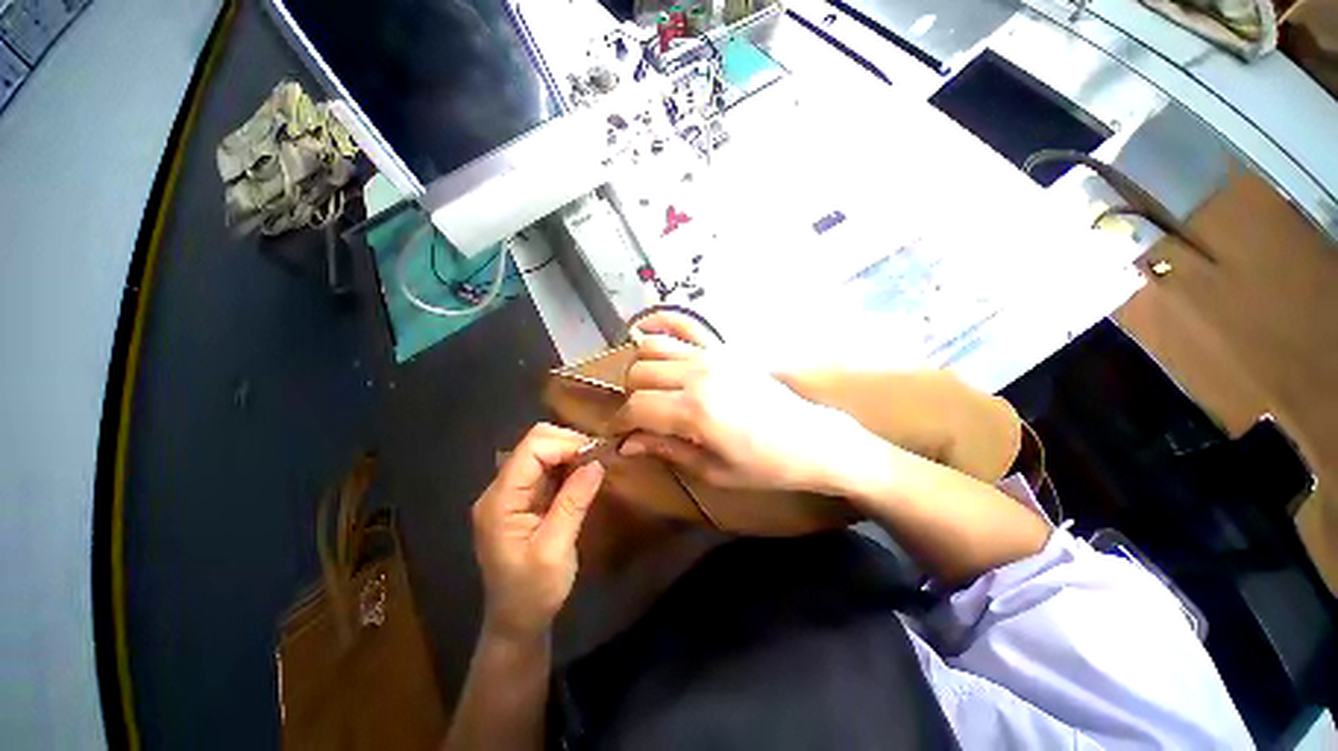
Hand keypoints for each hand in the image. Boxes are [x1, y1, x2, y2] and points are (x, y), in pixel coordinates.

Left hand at [471, 424, 604, 641]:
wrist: (517, 621)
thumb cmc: (533, 592)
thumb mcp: (555, 550)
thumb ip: (573, 502)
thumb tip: (597, 462)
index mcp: (500, 500)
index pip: (531, 449)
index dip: (565, 444)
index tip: (596, 456)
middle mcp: (501, 489)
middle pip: (535, 444)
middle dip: (569, 444)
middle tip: (599, 460)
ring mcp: (511, 493)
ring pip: (542, 452)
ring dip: (571, 454)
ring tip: (596, 466)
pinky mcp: (524, 499)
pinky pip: (547, 469)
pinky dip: (568, 466)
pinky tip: (585, 477)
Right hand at [612, 312, 864, 492]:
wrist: (811, 440)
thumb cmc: (764, 465)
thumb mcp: (713, 470)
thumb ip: (666, 450)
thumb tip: (626, 445)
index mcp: (695, 410)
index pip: (636, 407)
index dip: (622, 423)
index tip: (621, 435)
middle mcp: (698, 374)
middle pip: (639, 373)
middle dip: (631, 397)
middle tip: (640, 417)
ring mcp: (712, 355)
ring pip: (652, 348)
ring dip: (641, 368)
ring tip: (648, 388)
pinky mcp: (723, 348)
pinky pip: (684, 324)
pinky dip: (660, 321)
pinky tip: (645, 329)